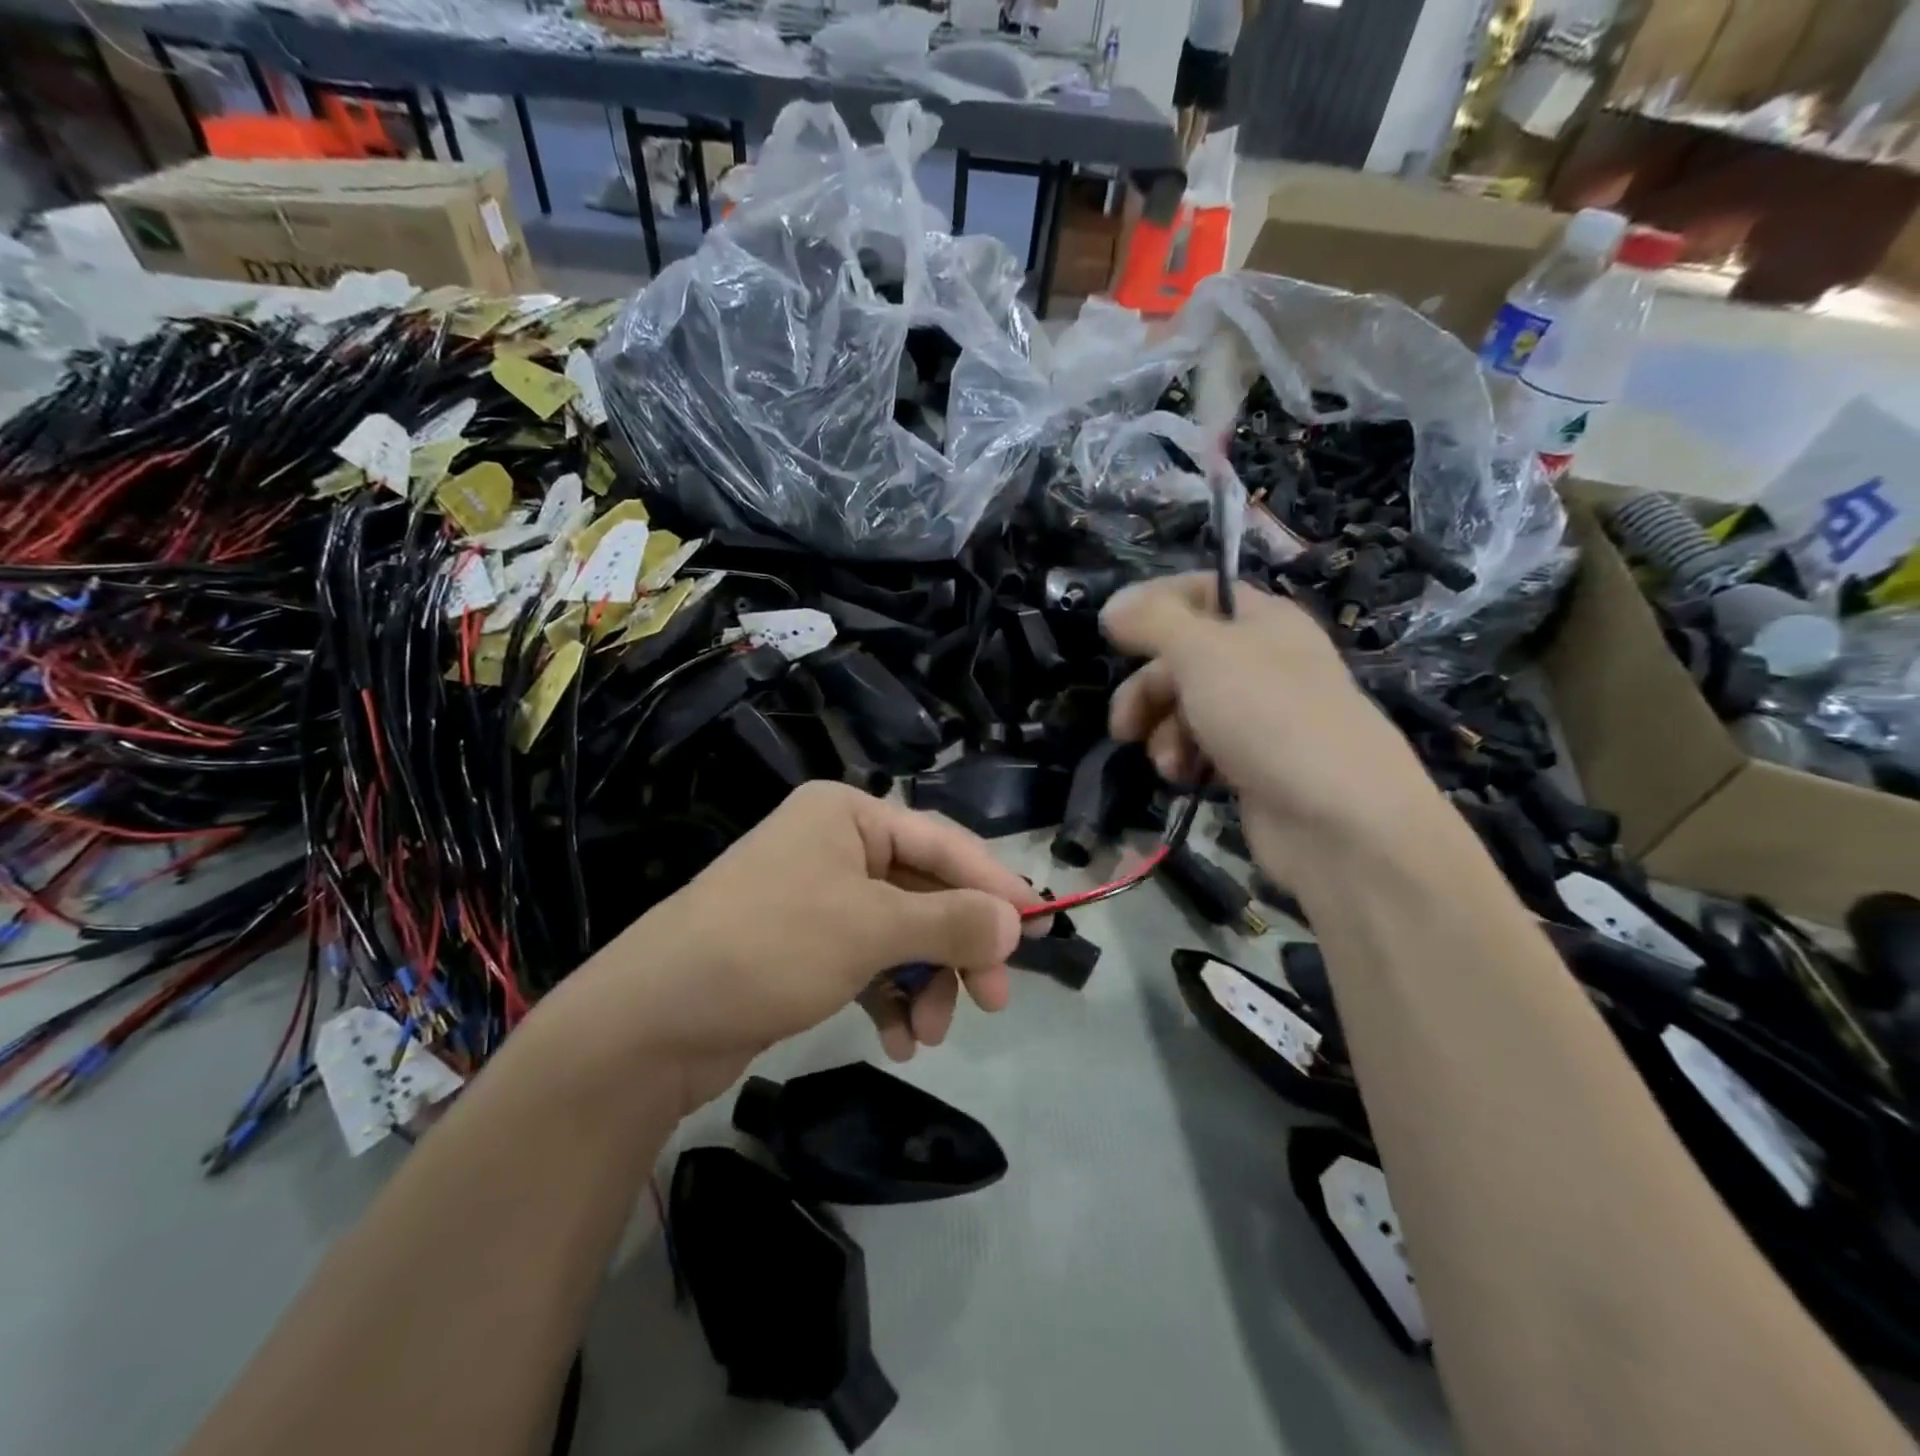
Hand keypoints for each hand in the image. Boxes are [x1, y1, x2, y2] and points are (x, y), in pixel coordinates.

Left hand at [571, 782, 1032, 1113]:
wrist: (651, 1021)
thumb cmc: (771, 946)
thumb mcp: (872, 928)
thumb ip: (952, 921)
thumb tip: (1016, 921)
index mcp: (848, 814)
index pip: (943, 843)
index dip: (995, 885)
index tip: (1042, 927)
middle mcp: (834, 846)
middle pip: (924, 891)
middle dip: (960, 947)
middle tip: (997, 999)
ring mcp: (817, 898)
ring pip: (901, 934)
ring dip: (926, 982)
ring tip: (932, 1035)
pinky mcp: (803, 947)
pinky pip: (869, 963)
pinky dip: (891, 998)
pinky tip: (900, 1041)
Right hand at [1101, 574, 1439, 885]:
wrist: (1340, 819)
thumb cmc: (1271, 717)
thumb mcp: (1204, 654)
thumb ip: (1153, 622)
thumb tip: (1113, 605)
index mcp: (1263, 621)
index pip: (1201, 592)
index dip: (1154, 604)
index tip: (1111, 631)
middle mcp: (1263, 662)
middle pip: (1184, 658)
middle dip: (1147, 689)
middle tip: (1124, 724)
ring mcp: (1260, 716)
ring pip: (1188, 708)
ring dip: (1163, 732)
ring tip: (1167, 763)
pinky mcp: (1254, 764)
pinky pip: (1203, 749)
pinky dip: (1185, 760)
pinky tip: (1183, 778)